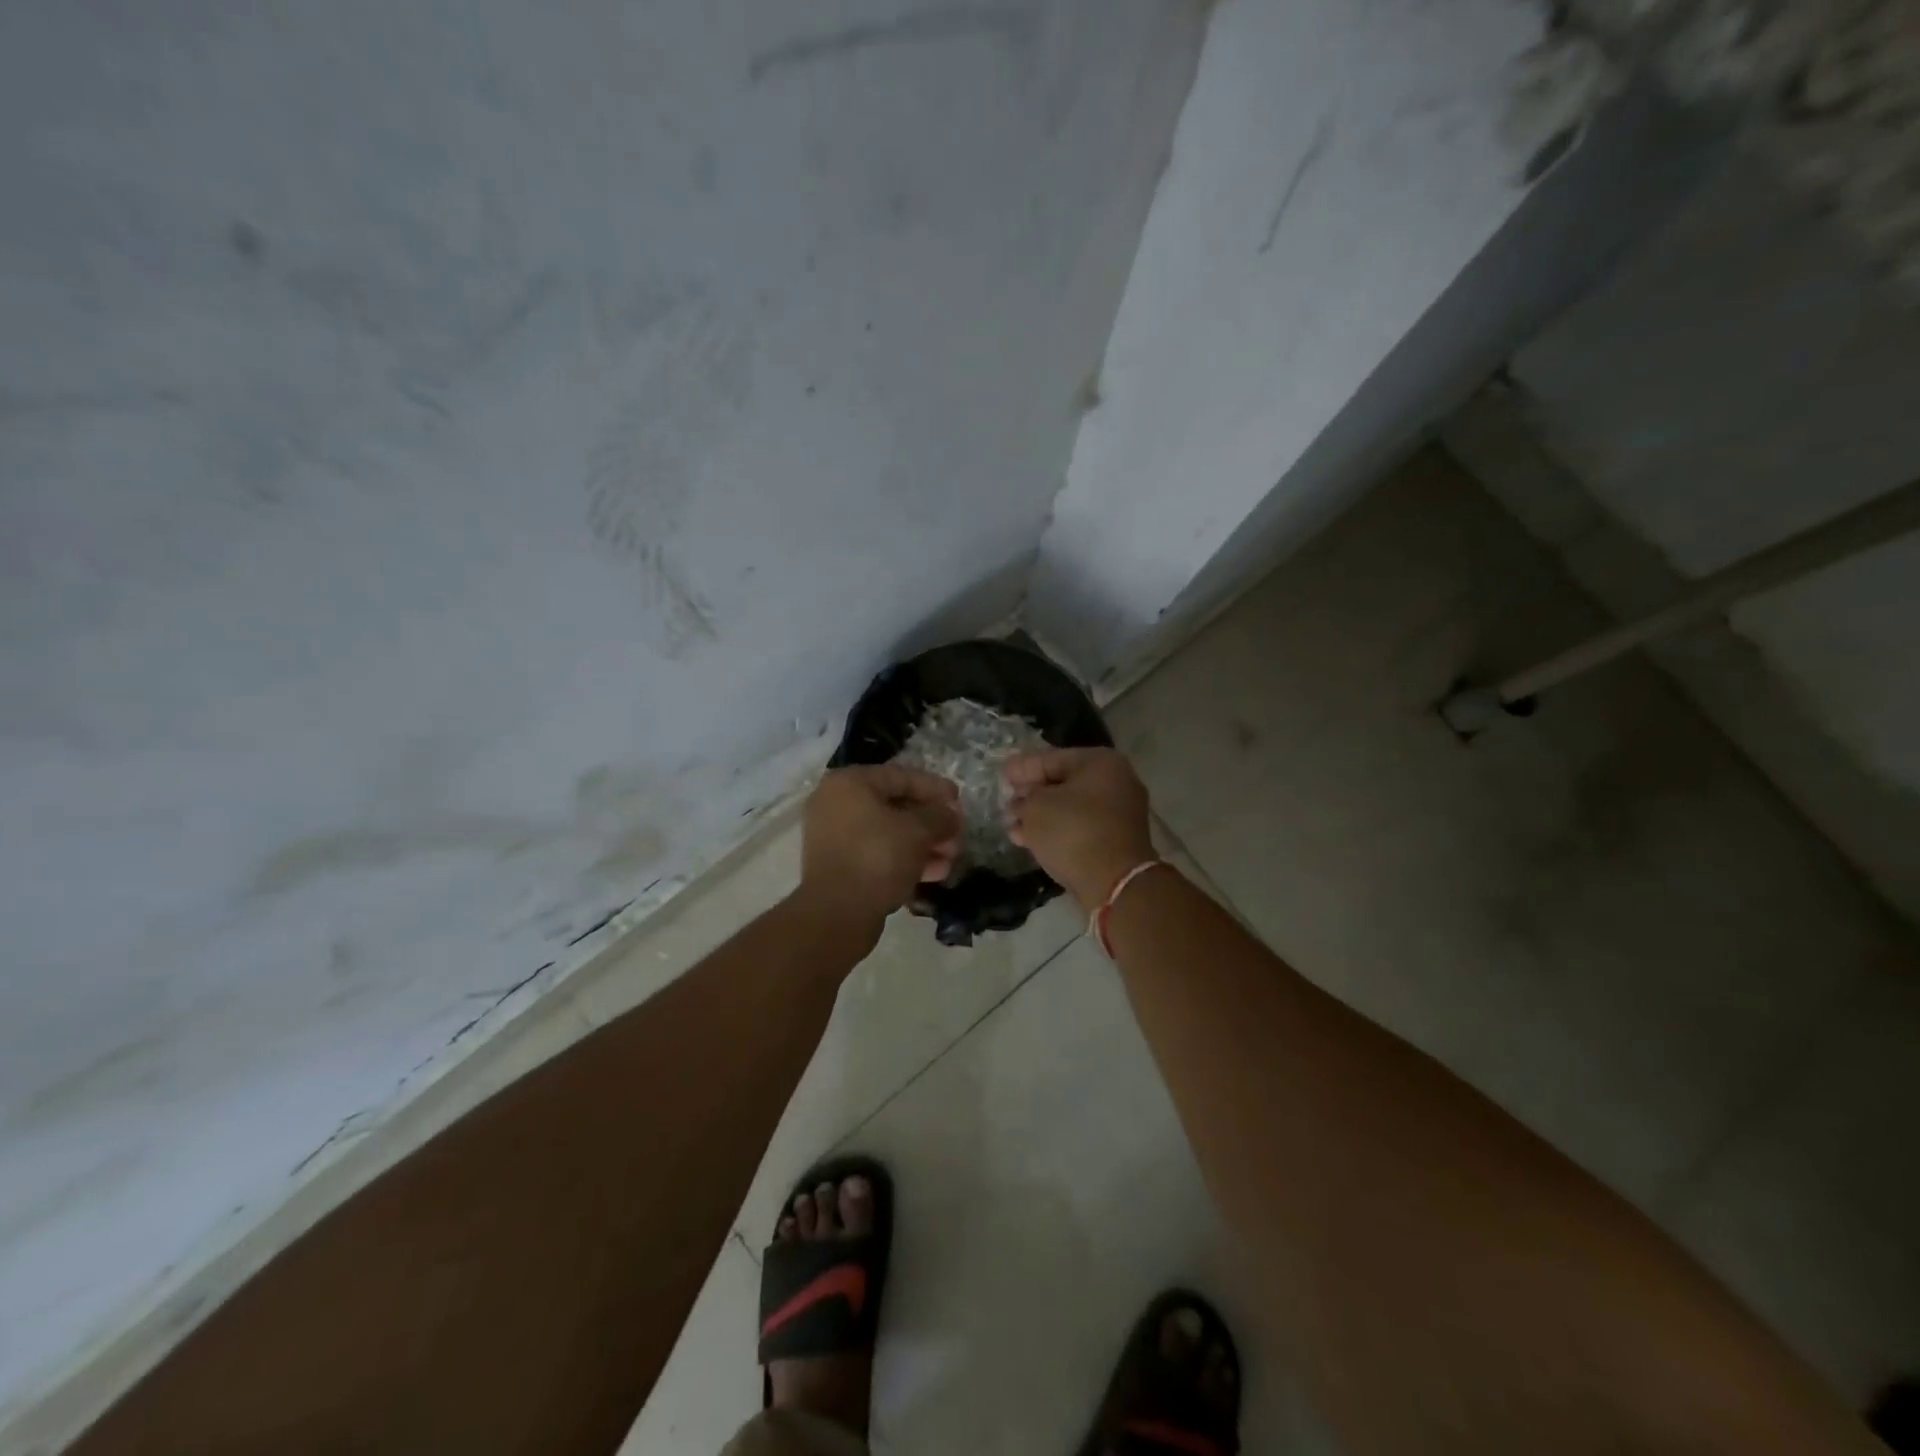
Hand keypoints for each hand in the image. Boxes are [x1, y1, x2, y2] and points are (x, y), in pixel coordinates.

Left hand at [798, 765, 961, 933]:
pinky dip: (905, 859)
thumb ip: (940, 816)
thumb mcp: (917, 831)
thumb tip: (950, 813)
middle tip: (958, 835)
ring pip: (889, 833)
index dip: (935, 788)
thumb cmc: (877, 858)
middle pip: (896, 806)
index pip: (901, 777)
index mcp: (849, 783)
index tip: (959, 800)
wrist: (837, 914)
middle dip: (932, 823)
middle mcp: (836, 804)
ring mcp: (835, 836)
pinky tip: (934, 873)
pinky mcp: (839, 865)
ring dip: (923, 844)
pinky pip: (878, 853)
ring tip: (951, 859)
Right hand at [1004, 748, 1154, 910]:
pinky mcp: (1116, 840)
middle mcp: (1115, 781)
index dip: (1023, 767)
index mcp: (1099, 762)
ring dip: (1040, 816)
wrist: (1114, 882)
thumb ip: (1024, 798)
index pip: (1051, 758)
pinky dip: (1055, 831)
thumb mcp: (1036, 807)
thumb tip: (1022, 800)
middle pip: (1063, 783)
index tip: (1002, 773)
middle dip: (1032, 794)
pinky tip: (1028, 839)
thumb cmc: (1073, 831)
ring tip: (1011, 824)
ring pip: (1070, 808)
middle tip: (1007, 801)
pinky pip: (1079, 828)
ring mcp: (1119, 812)